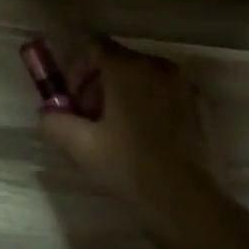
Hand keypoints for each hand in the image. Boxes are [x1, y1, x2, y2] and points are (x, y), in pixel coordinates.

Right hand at [37, 38, 221, 228]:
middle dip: (97, 85)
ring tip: (115, 131)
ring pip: (142, 77)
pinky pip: (164, 93)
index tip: (72, 101)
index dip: (76, 70)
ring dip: (123, 95)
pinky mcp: (201, 104)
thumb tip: (47, 113)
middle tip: (88, 119)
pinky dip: (148, 104)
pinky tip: (144, 138)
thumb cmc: (128, 167)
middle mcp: (158, 66)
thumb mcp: (80, 146)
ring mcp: (184, 84)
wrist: (186, 200)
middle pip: (118, 61)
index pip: (93, 47)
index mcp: (128, 69)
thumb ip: (54, 121)